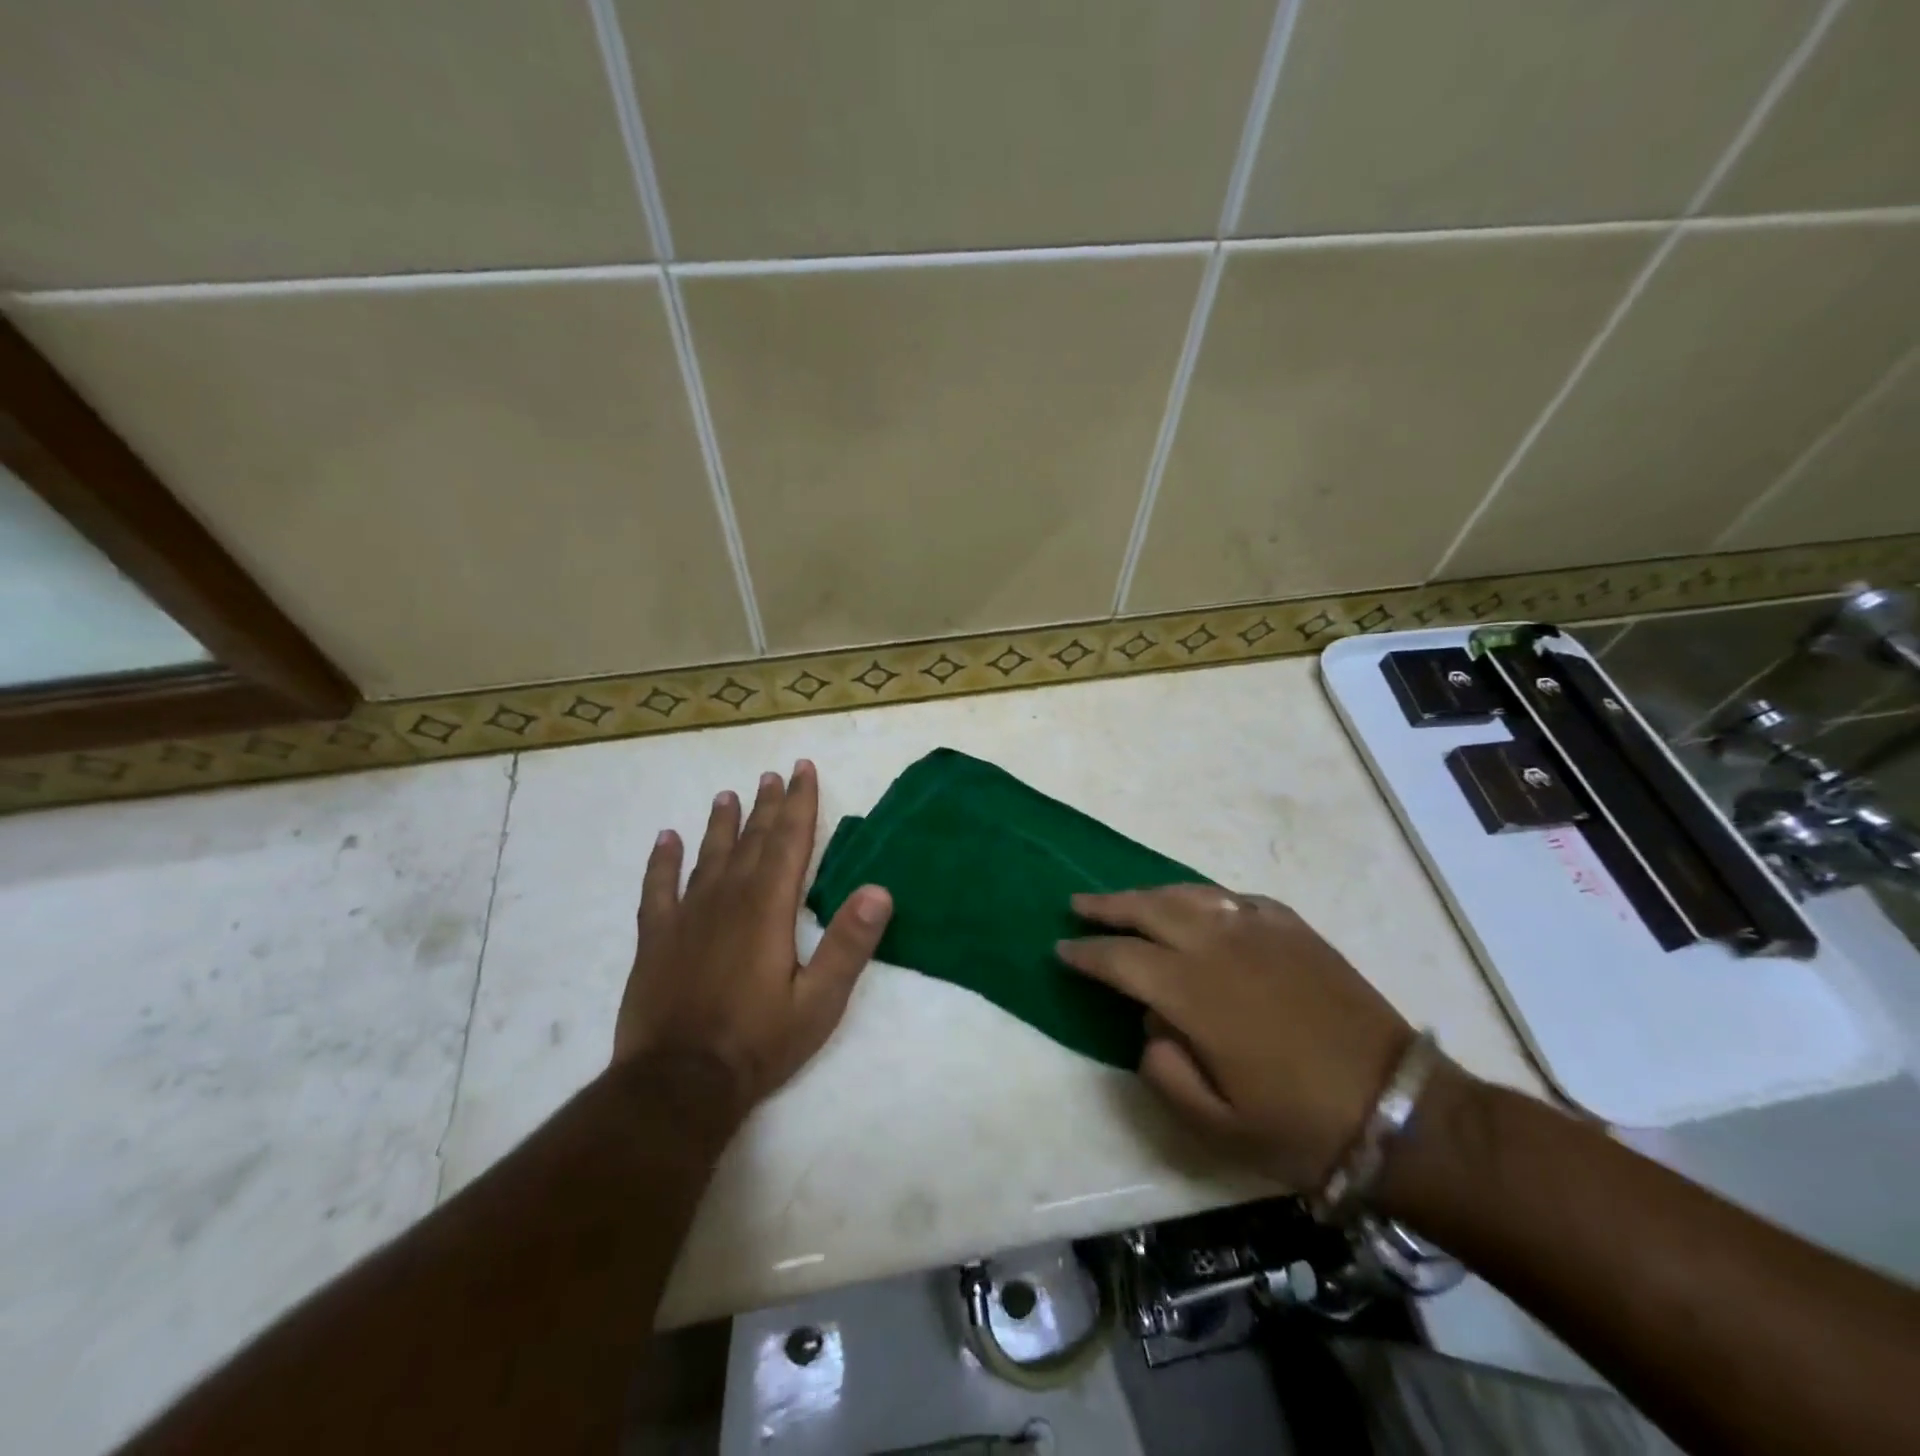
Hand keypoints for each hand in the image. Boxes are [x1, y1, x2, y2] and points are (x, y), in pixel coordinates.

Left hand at [613, 760, 892, 1116]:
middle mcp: (727, 898)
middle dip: (766, 806)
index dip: (799, 803)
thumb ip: (849, 943)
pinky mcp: (656, 938)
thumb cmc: (758, 1042)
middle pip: (752, 840)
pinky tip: (666, 839)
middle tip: (773, 775)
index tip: (802, 770)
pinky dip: (662, 861)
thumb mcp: (819, 1000)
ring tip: (728, 794)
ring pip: (708, 856)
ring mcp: (687, 916)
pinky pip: (658, 887)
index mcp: (768, 907)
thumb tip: (879, 889)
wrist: (678, 1083)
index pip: (789, 841)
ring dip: (721, 824)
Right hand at [1057, 885, 1415, 1189]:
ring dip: (1150, 894)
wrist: (1398, 1108)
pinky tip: (1200, 908)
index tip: (1061, 949)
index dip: (1086, 953)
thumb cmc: (1300, 1125)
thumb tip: (1151, 1026)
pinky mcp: (1293, 928)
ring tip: (1128, 900)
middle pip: (1149, 909)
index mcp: (1194, 993)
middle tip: (1078, 905)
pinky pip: (1235, 899)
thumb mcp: (1217, 1124)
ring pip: (1189, 894)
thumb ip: (1165, 1071)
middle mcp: (1219, 946)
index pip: (1121, 960)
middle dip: (1107, 906)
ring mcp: (1259, 930)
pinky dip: (1205, 899)